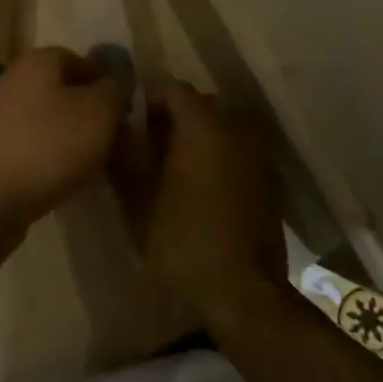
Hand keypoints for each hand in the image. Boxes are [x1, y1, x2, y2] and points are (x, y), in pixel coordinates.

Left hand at [0, 46, 129, 233]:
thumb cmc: (47, 146)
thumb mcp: (98, 113)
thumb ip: (115, 91)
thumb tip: (116, 81)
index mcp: (38, 61)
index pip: (81, 61)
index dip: (108, 86)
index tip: (127, 117)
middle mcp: (15, 80)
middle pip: (67, 93)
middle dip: (97, 120)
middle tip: (122, 149)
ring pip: (52, 122)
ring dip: (78, 142)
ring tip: (100, 171)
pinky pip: (34, 146)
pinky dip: (54, 160)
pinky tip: (67, 182)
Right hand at [122, 81, 289, 321]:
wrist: (243, 293)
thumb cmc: (182, 239)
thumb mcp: (137, 197)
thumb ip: (124, 153)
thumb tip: (114, 125)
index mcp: (203, 126)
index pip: (172, 88)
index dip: (147, 100)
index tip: (130, 124)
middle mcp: (235, 131)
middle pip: (199, 105)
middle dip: (171, 118)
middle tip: (146, 147)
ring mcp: (257, 157)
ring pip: (219, 130)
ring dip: (194, 139)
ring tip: (169, 170)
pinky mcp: (268, 184)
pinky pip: (235, 154)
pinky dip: (215, 160)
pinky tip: (197, 191)